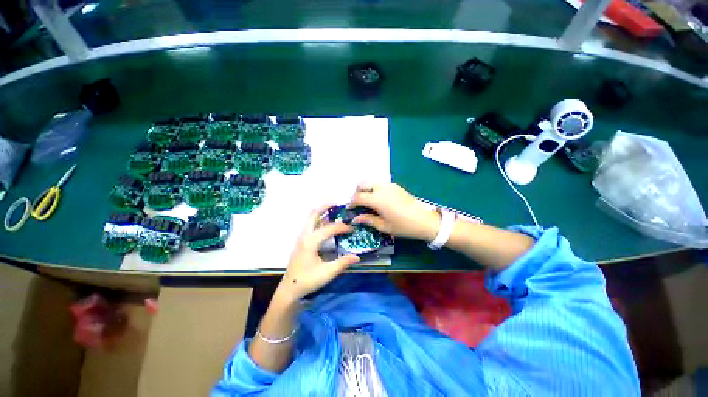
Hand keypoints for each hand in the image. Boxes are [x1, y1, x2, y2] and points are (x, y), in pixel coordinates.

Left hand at [278, 205, 359, 300]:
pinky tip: (327, 222)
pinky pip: (310, 224)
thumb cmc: (308, 280)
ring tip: (334, 210)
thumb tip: (357, 257)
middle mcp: (304, 235)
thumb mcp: (327, 273)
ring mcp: (301, 237)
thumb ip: (343, 263)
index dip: (342, 227)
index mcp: (310, 241)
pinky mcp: (301, 241)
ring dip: (322, 212)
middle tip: (338, 204)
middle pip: (313, 214)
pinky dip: (319, 219)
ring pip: (311, 218)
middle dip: (325, 206)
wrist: (290, 289)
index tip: (352, 229)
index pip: (329, 228)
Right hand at [348, 182, 440, 240]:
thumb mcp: (384, 226)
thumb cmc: (404, 226)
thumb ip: (368, 220)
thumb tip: (355, 219)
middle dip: (357, 192)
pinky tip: (378, 201)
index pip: (358, 197)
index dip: (351, 203)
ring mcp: (390, 186)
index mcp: (377, 199)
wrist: (426, 221)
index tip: (350, 209)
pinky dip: (375, 189)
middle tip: (357, 204)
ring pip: (372, 182)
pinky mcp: (396, 186)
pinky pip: (380, 184)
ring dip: (366, 190)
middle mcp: (382, 188)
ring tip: (367, 202)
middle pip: (363, 184)